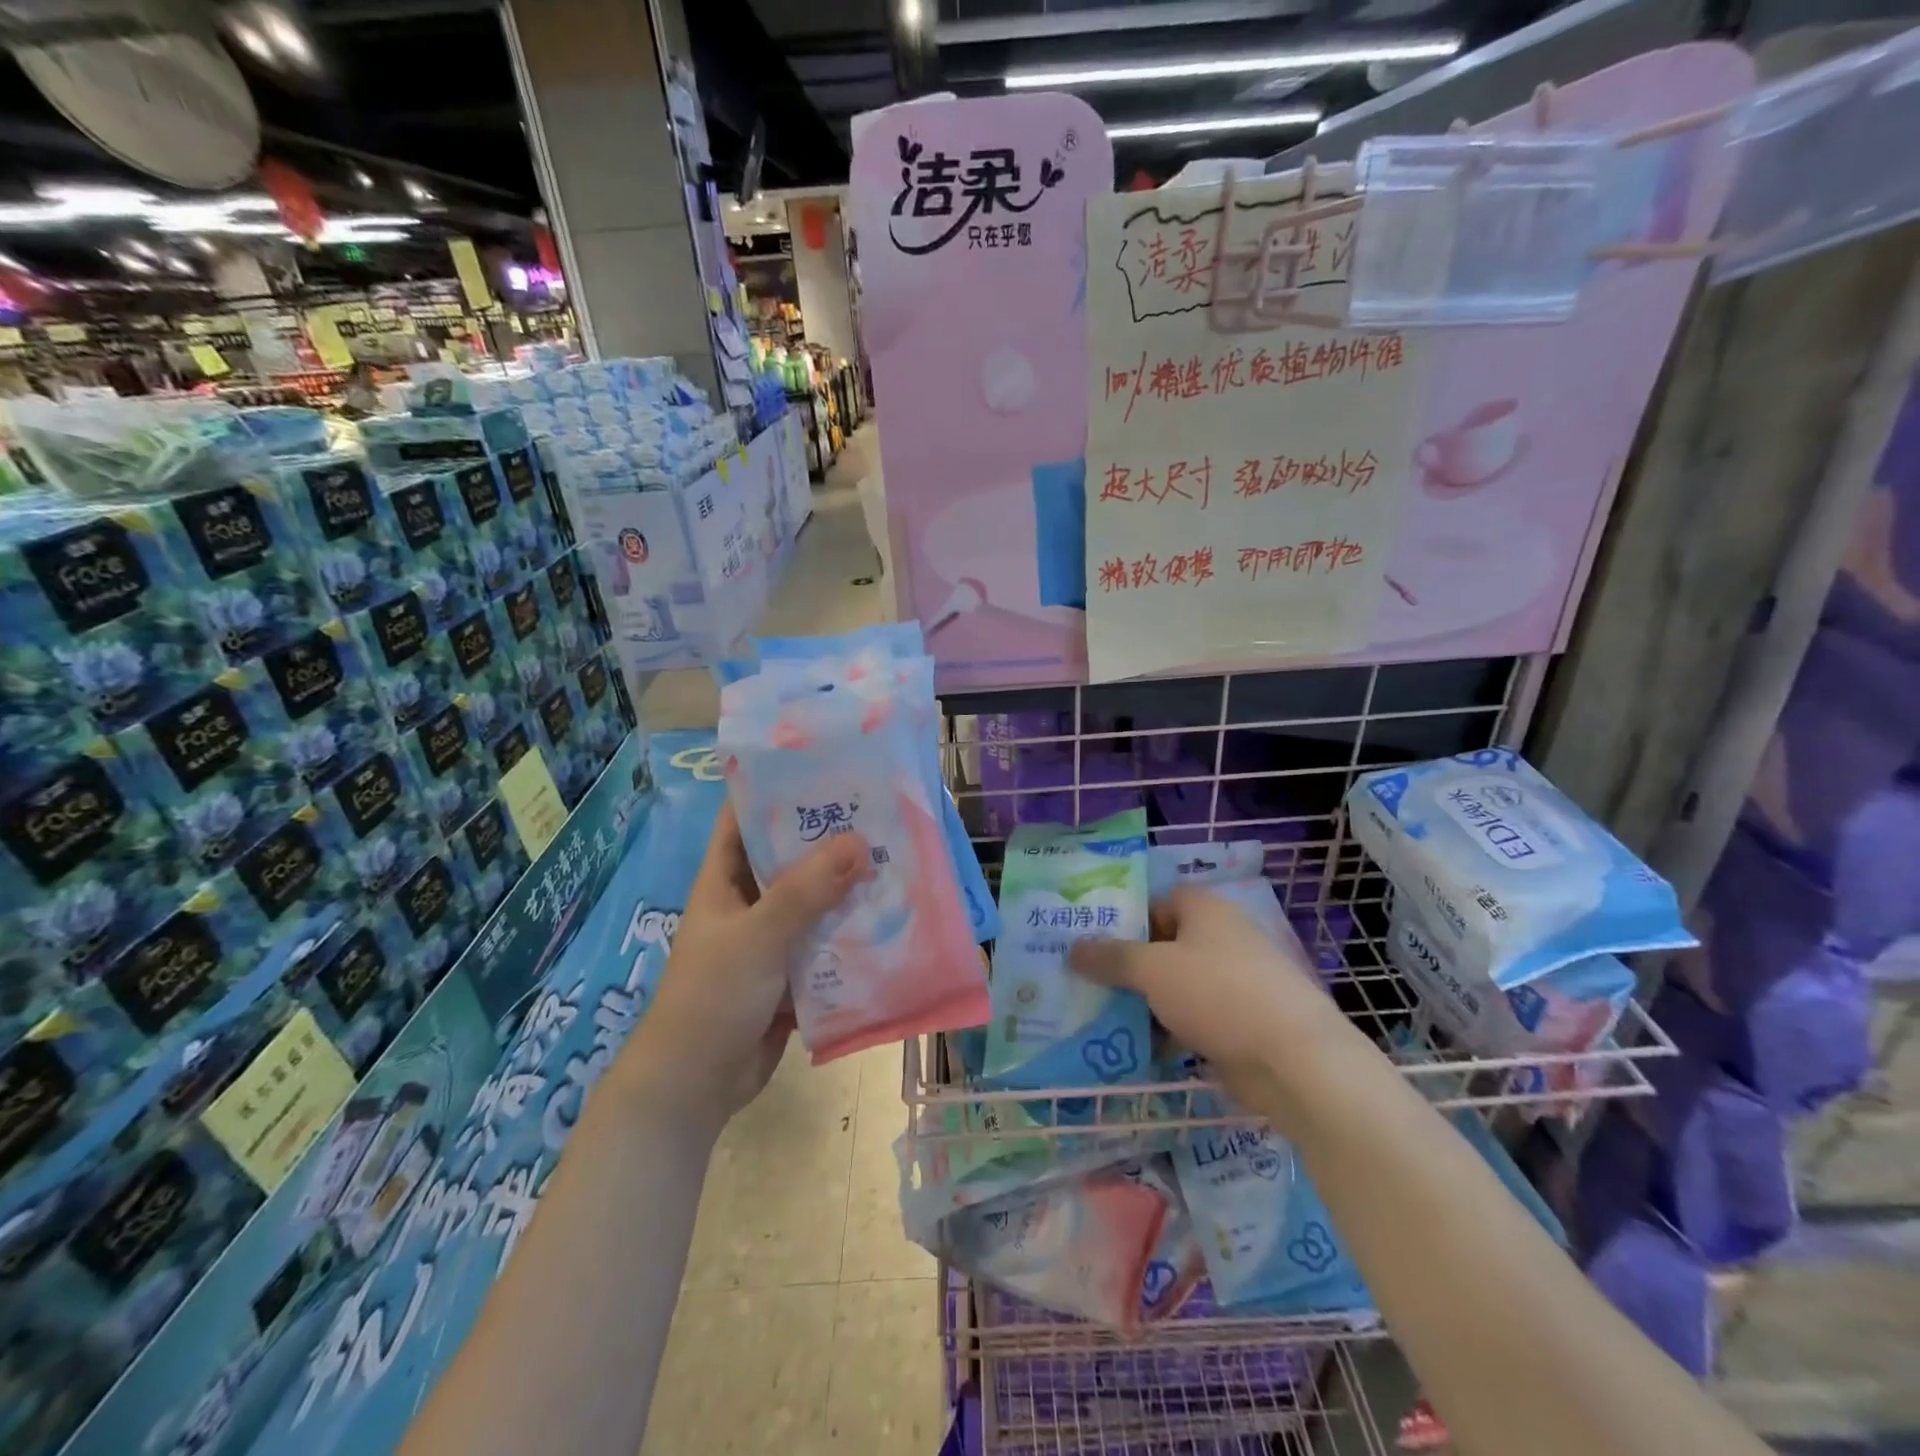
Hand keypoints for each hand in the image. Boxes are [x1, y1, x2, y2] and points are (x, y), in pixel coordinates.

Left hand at [613, 804, 872, 1128]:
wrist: (695, 1087)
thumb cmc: (712, 998)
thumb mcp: (757, 937)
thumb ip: (806, 892)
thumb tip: (859, 842)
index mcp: (724, 880)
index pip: (745, 818)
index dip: (778, 790)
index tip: (826, 770)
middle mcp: (748, 902)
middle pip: (790, 858)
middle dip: (830, 840)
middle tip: (881, 815)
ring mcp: (771, 939)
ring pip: (814, 902)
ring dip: (847, 888)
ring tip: (896, 860)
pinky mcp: (791, 973)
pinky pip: (826, 943)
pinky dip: (851, 934)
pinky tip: (891, 920)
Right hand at [1069, 886, 1345, 1118]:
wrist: (1294, 1060)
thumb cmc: (1219, 994)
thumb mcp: (1153, 970)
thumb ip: (1111, 957)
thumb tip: (1073, 948)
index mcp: (1206, 910)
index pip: (1158, 901)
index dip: (1126, 918)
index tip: (1092, 941)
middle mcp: (1222, 938)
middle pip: (1164, 945)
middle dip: (1128, 965)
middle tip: (1086, 980)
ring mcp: (1234, 983)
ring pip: (1176, 986)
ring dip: (1144, 1002)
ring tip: (1100, 1017)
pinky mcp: (1240, 1024)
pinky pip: (1191, 1019)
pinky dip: (1167, 1031)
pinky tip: (1136, 1049)